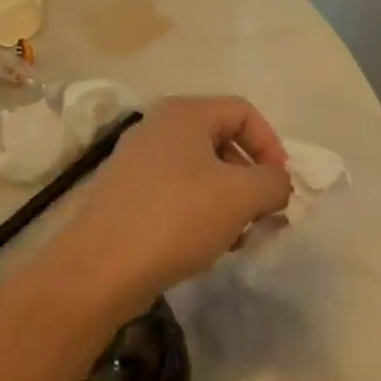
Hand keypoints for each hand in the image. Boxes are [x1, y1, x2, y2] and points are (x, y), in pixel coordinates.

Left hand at [53, 96, 291, 313]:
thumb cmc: (176, 218)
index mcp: (184, 114)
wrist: (99, 268)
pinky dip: (199, 213)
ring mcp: (137, 162)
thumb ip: (274, 182)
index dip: (271, 146)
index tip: (281, 187)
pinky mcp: (126, 195)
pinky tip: (205, 246)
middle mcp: (157, 128)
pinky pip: (176, 193)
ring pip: (200, 172)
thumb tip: (277, 185)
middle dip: (250, 179)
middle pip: (222, 142)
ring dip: (228, 201)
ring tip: (236, 237)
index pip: (243, 112)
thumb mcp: (241, 196)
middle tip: (263, 216)